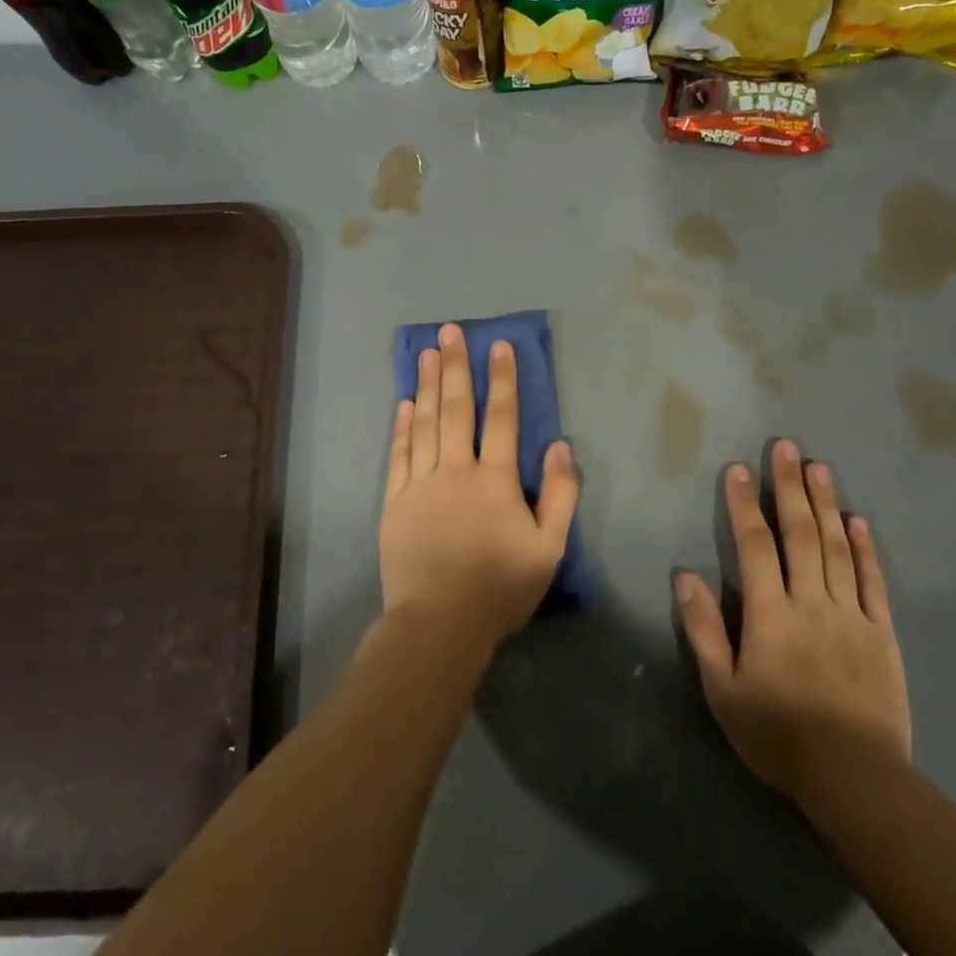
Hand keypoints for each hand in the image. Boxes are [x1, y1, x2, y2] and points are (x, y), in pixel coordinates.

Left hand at [379, 324, 579, 658]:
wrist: (440, 623)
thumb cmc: (500, 587)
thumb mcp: (549, 548)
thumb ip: (560, 495)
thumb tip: (560, 446)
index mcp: (495, 480)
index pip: (501, 418)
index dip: (502, 380)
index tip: (499, 346)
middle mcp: (455, 471)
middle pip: (455, 409)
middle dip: (455, 367)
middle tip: (449, 332)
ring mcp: (420, 484)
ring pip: (424, 424)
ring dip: (426, 386)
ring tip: (425, 353)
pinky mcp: (394, 502)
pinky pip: (398, 455)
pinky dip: (401, 427)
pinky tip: (403, 404)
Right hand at [674, 438, 910, 805]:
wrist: (854, 778)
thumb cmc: (777, 735)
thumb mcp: (723, 689)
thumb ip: (704, 630)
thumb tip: (684, 576)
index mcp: (770, 614)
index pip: (755, 546)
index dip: (744, 505)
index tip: (738, 470)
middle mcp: (811, 602)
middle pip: (799, 534)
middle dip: (789, 487)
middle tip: (785, 447)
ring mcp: (851, 614)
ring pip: (836, 547)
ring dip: (825, 504)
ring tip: (818, 467)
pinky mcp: (881, 632)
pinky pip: (872, 580)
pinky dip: (864, 547)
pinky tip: (857, 520)